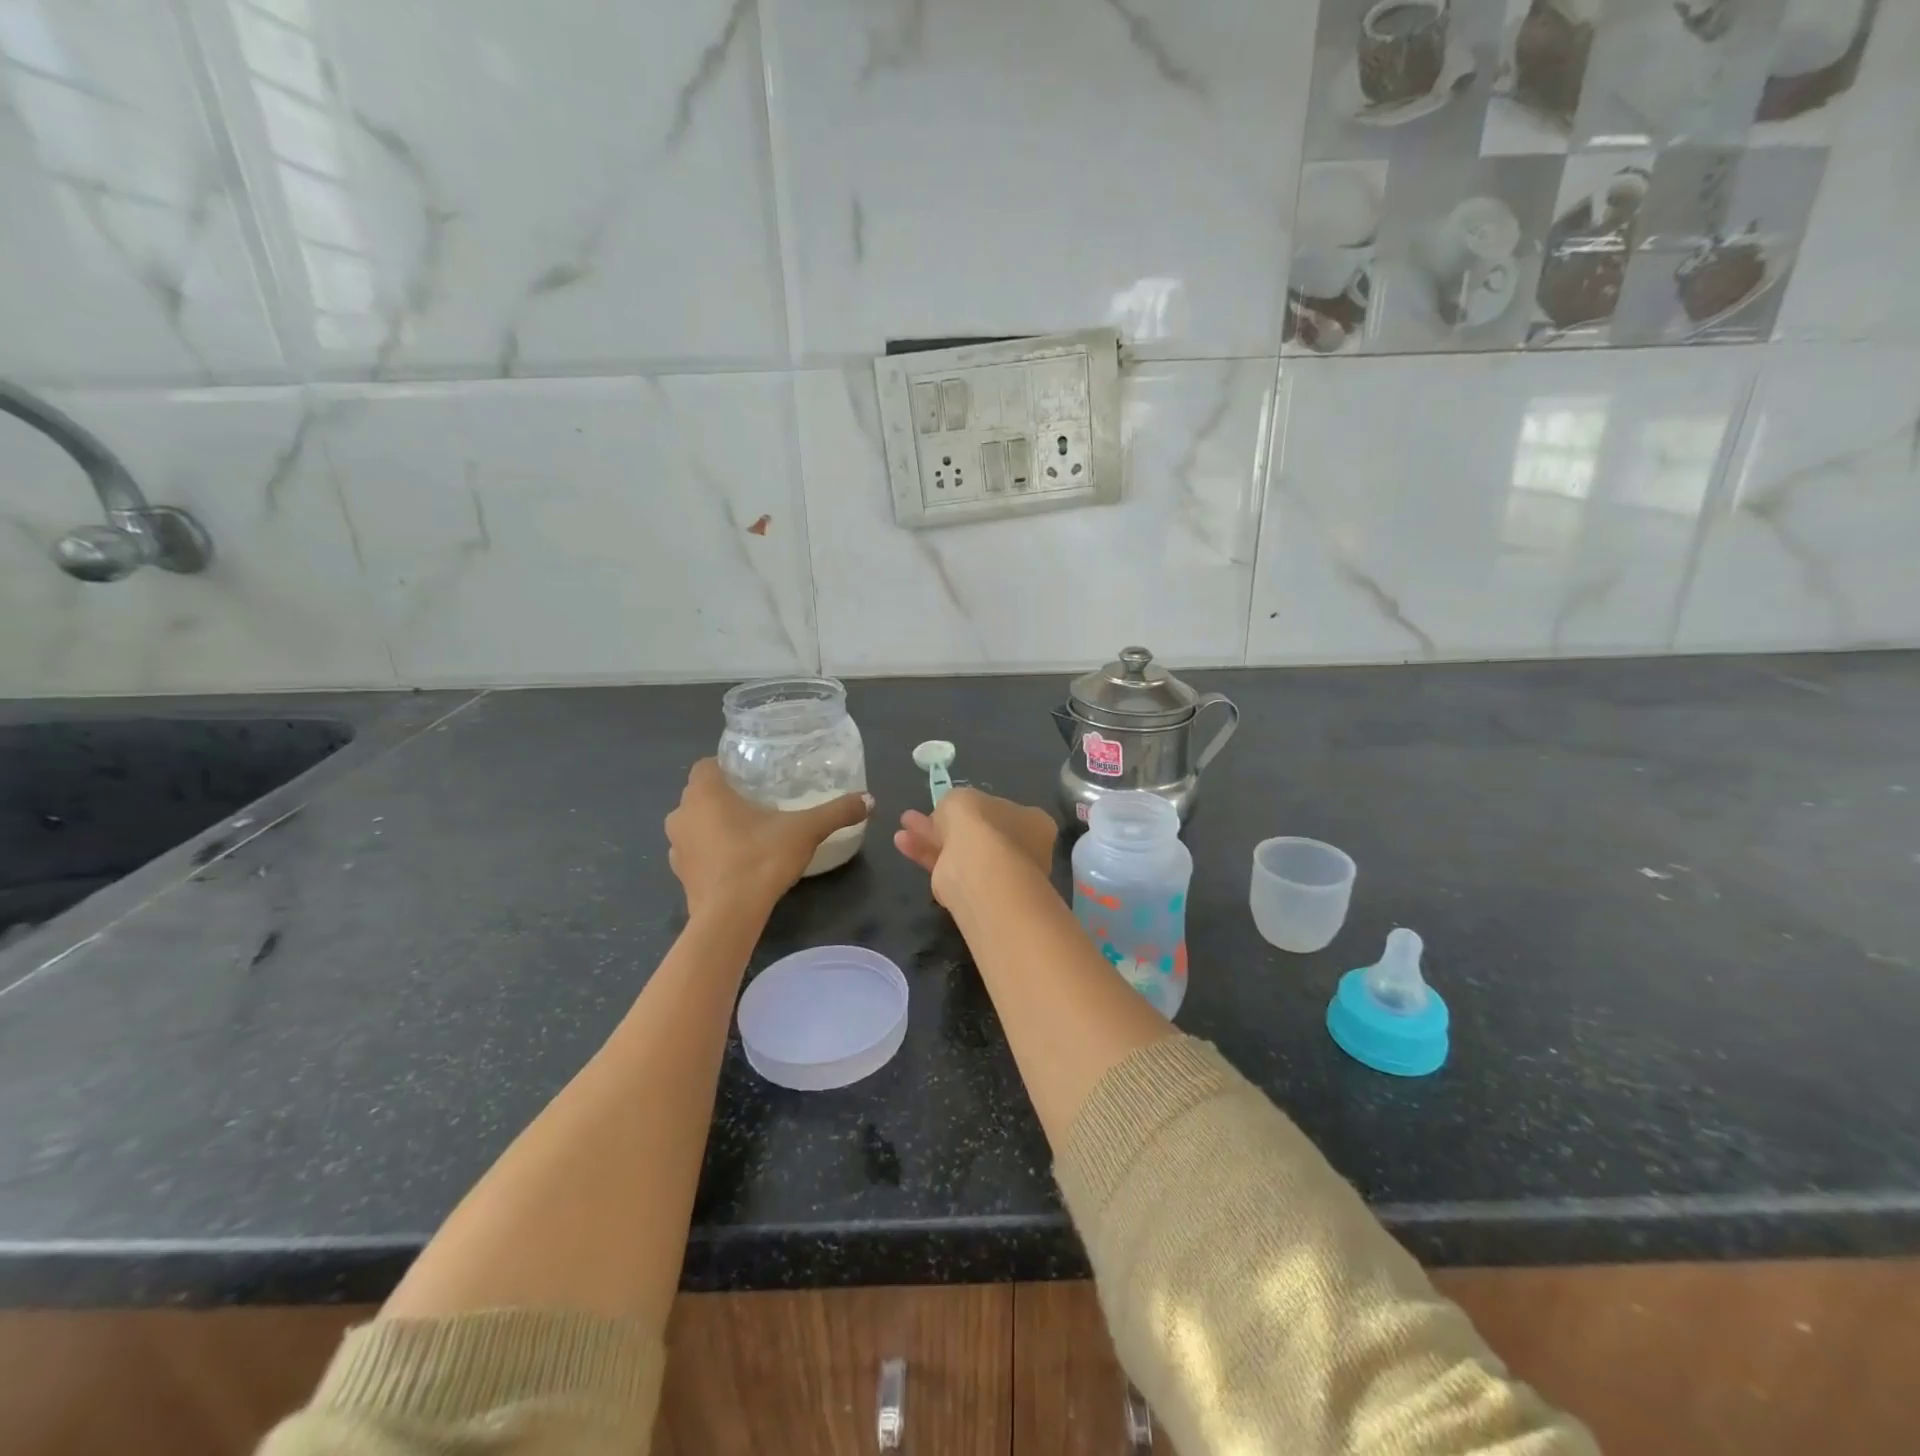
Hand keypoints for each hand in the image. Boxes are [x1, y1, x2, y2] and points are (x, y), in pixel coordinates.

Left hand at [666, 759, 869, 917]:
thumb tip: (869, 800)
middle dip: (724, 796)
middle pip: (700, 794)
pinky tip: (737, 862)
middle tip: (758, 802)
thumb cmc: (760, 859)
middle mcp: (681, 814)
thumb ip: (836, 812)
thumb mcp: (806, 830)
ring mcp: (676, 847)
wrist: (729, 917)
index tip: (753, 776)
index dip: (728, 767)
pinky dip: (712, 853)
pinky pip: (696, 853)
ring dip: (714, 825)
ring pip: (695, 824)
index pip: (706, 765)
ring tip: (748, 832)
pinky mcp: (680, 875)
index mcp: (704, 793)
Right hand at [893, 787, 1057, 908]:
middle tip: (919, 817)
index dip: (974, 808)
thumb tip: (948, 816)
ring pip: (961, 852)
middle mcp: (1023, 850)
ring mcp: (1002, 877)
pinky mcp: (978, 897)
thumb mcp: (961, 798)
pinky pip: (951, 870)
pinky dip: (928, 857)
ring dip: (931, 839)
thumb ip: (955, 804)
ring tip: (902, 829)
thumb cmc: (980, 825)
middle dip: (947, 824)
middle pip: (979, 834)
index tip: (949, 806)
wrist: (981, 873)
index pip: (1003, 811)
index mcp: (1032, 822)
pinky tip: (903, 844)